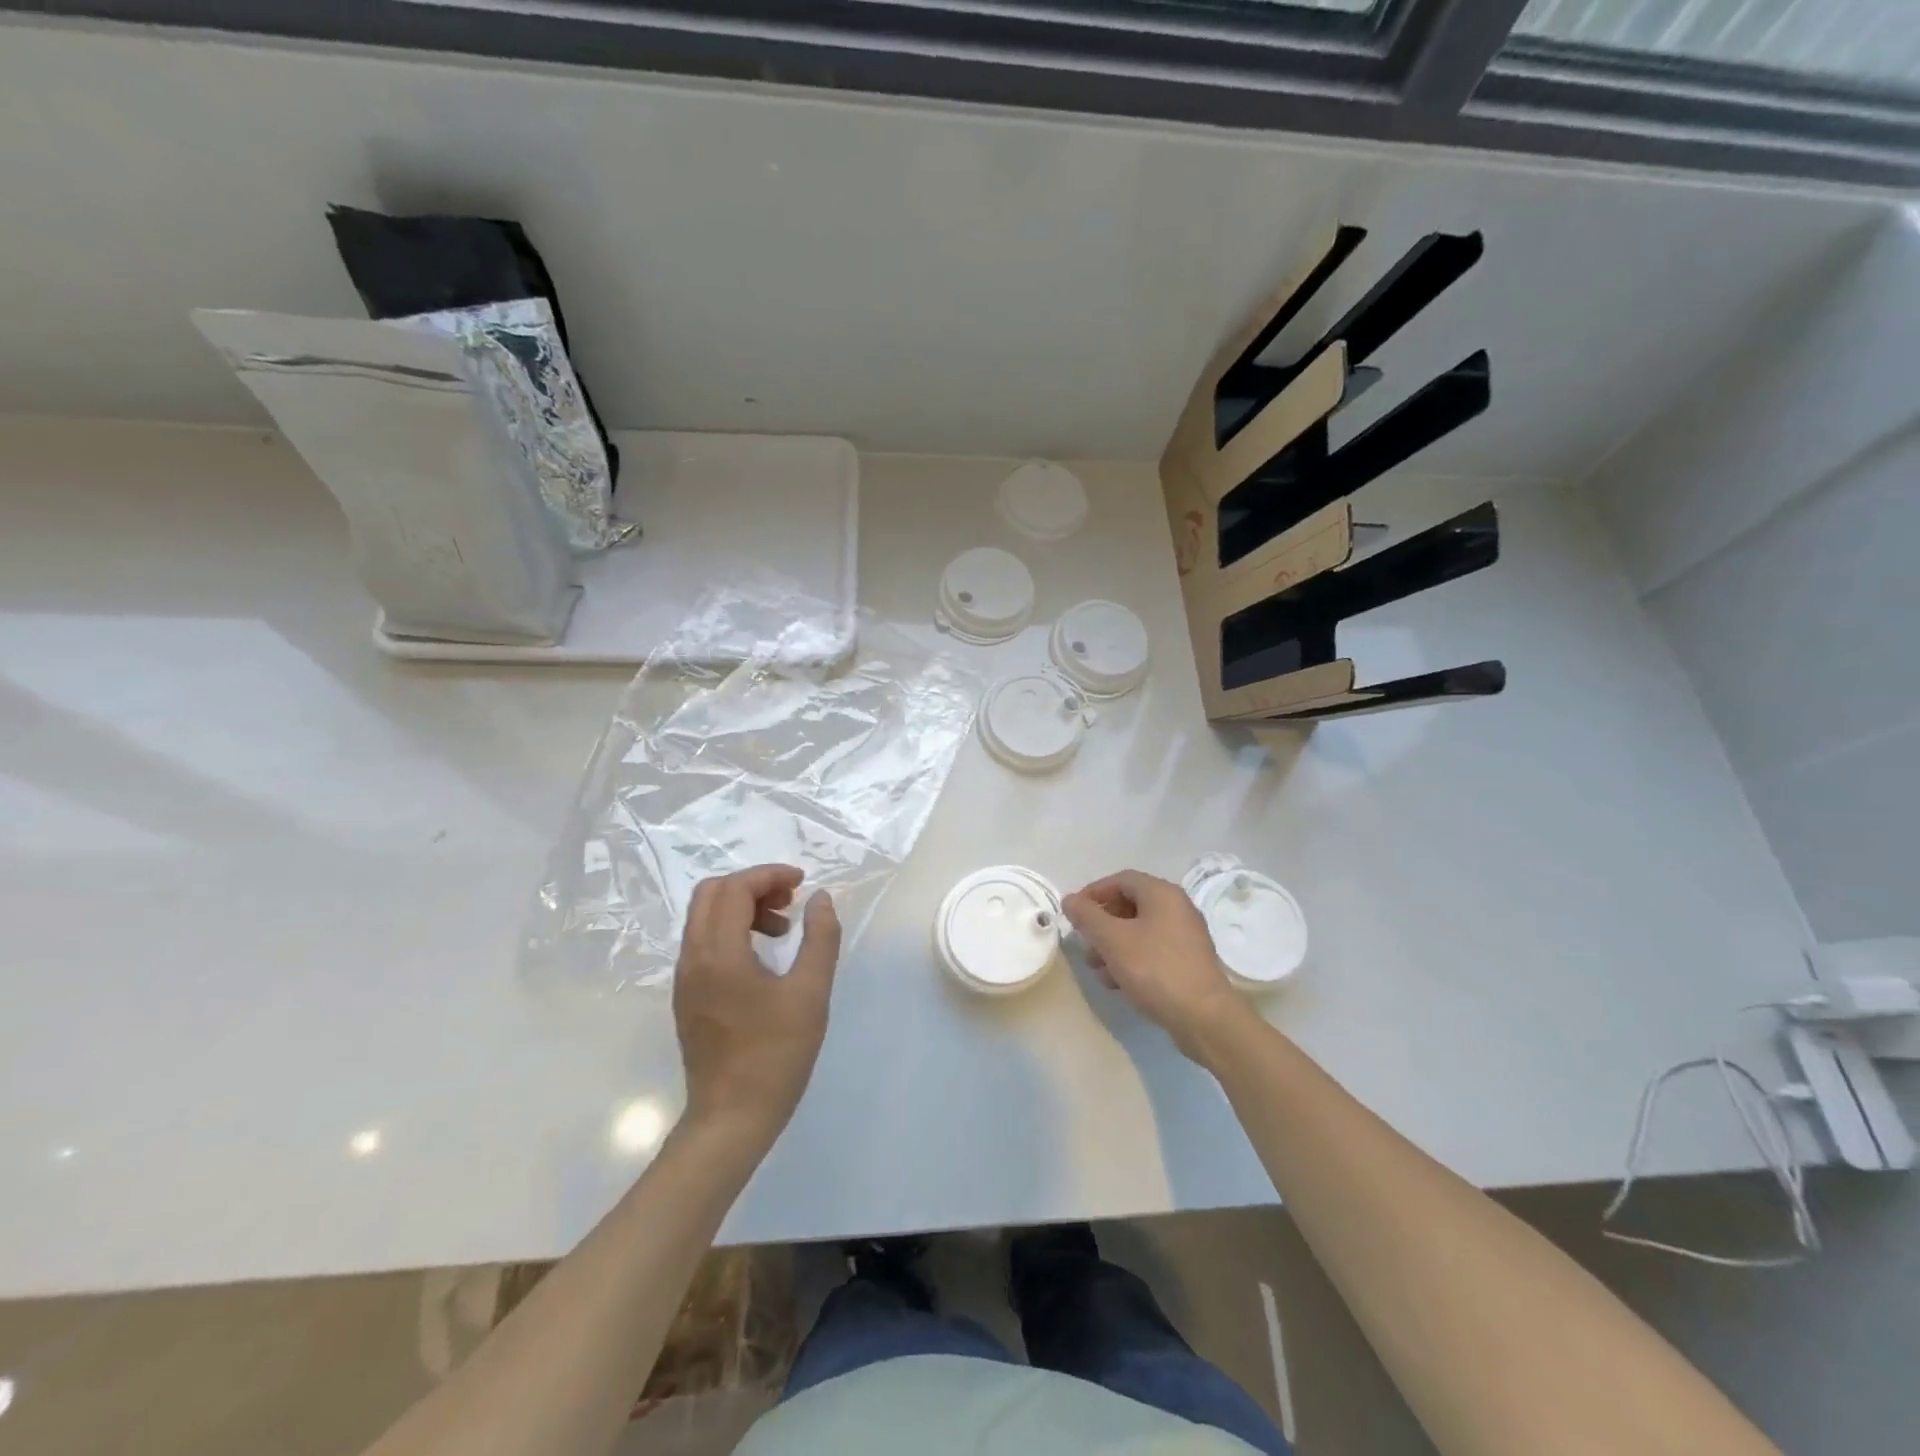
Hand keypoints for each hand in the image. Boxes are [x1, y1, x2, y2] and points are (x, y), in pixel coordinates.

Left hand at [673, 865, 840, 1142]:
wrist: (731, 1119)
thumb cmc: (775, 1055)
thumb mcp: (810, 993)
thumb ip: (820, 938)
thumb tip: (820, 899)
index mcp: (719, 953)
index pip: (734, 889)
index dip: (769, 875)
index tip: (803, 883)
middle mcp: (693, 958)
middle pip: (711, 894)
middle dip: (752, 886)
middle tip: (790, 901)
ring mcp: (686, 979)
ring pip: (705, 917)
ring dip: (742, 908)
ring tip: (782, 930)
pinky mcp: (688, 997)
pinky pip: (704, 942)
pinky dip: (732, 931)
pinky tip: (763, 958)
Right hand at [1063, 870, 1248, 1062]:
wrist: (1203, 1017)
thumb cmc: (1155, 969)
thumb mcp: (1112, 940)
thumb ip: (1087, 916)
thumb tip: (1070, 900)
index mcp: (1161, 893)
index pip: (1120, 880)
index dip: (1093, 893)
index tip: (1073, 913)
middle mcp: (1177, 907)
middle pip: (1129, 905)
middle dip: (1101, 924)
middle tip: (1085, 945)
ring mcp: (1185, 935)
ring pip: (1139, 930)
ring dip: (1113, 945)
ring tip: (1098, 970)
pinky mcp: (1188, 960)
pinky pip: (1152, 949)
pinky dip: (1131, 959)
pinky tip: (1118, 982)